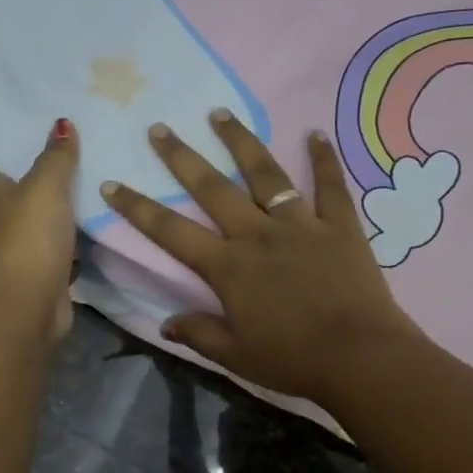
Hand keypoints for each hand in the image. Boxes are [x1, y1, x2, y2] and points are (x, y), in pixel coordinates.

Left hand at [0, 119, 79, 339]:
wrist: (29, 304)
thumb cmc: (26, 237)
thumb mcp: (45, 187)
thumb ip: (55, 156)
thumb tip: (61, 124)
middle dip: (10, 161)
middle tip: (40, 135)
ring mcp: (12, 243)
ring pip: (24, 210)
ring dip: (43, 194)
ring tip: (73, 167)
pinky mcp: (36, 265)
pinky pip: (50, 237)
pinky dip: (65, 226)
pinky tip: (89, 211)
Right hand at [101, 111, 419, 405]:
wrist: (359, 357)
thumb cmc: (293, 359)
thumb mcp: (236, 356)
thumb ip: (199, 333)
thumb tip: (166, 323)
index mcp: (228, 266)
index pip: (171, 231)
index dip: (138, 208)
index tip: (112, 183)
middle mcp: (257, 234)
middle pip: (212, 188)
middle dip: (181, 157)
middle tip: (159, 128)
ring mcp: (300, 224)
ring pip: (265, 173)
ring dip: (240, 141)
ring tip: (219, 113)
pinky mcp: (339, 226)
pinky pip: (331, 185)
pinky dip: (324, 158)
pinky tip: (316, 132)